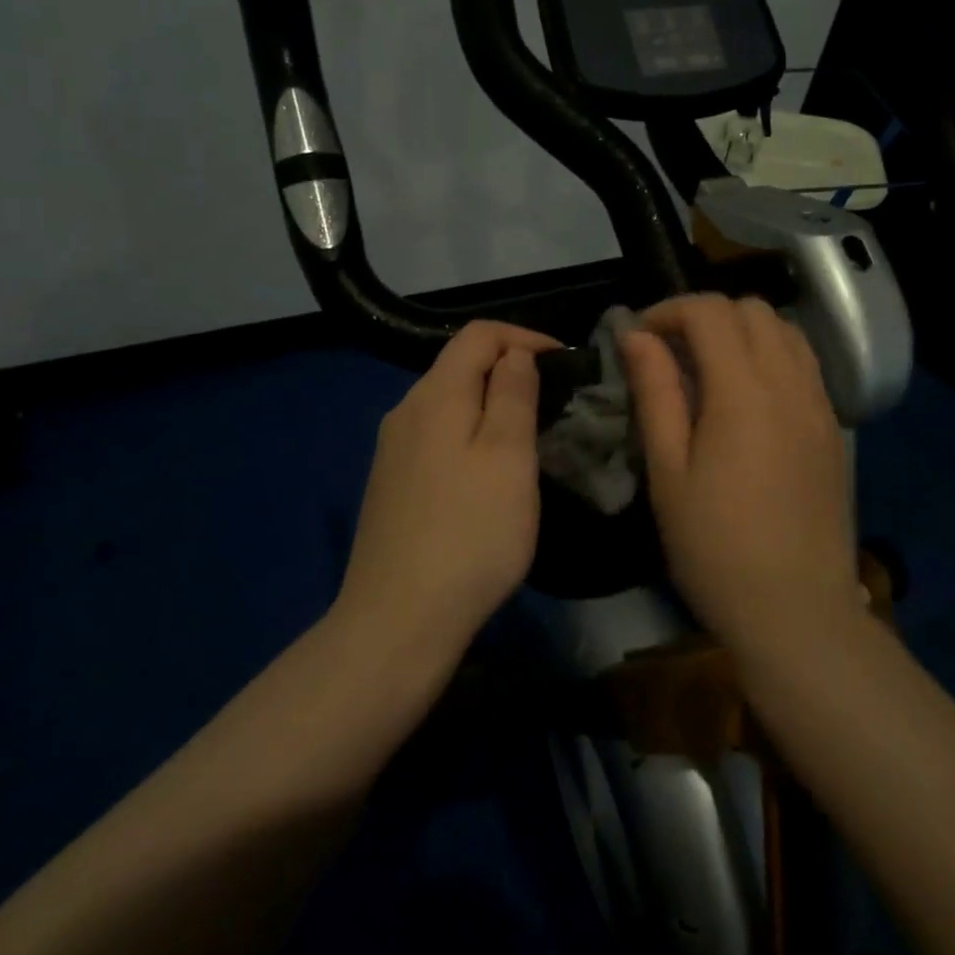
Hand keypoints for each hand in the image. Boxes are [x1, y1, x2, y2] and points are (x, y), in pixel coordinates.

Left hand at [335, 321, 559, 658]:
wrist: (398, 619)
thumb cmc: (470, 534)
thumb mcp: (508, 457)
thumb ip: (513, 394)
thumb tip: (514, 353)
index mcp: (435, 395)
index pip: (478, 334)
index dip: (523, 336)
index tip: (563, 361)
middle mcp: (405, 411)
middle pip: (458, 365)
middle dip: (508, 370)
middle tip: (553, 400)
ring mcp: (392, 450)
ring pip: (448, 403)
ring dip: (490, 404)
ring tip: (528, 434)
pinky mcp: (391, 485)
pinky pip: (436, 436)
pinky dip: (469, 434)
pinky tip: (487, 473)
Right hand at [621, 295, 858, 652]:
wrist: (797, 612)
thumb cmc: (715, 547)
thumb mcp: (668, 471)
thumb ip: (655, 393)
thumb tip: (636, 336)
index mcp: (744, 391)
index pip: (710, 312)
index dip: (668, 311)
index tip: (640, 339)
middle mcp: (790, 383)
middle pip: (752, 309)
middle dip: (705, 315)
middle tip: (671, 353)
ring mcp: (820, 404)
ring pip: (785, 330)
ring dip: (742, 331)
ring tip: (708, 370)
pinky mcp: (833, 429)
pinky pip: (805, 364)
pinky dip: (771, 355)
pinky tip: (748, 397)